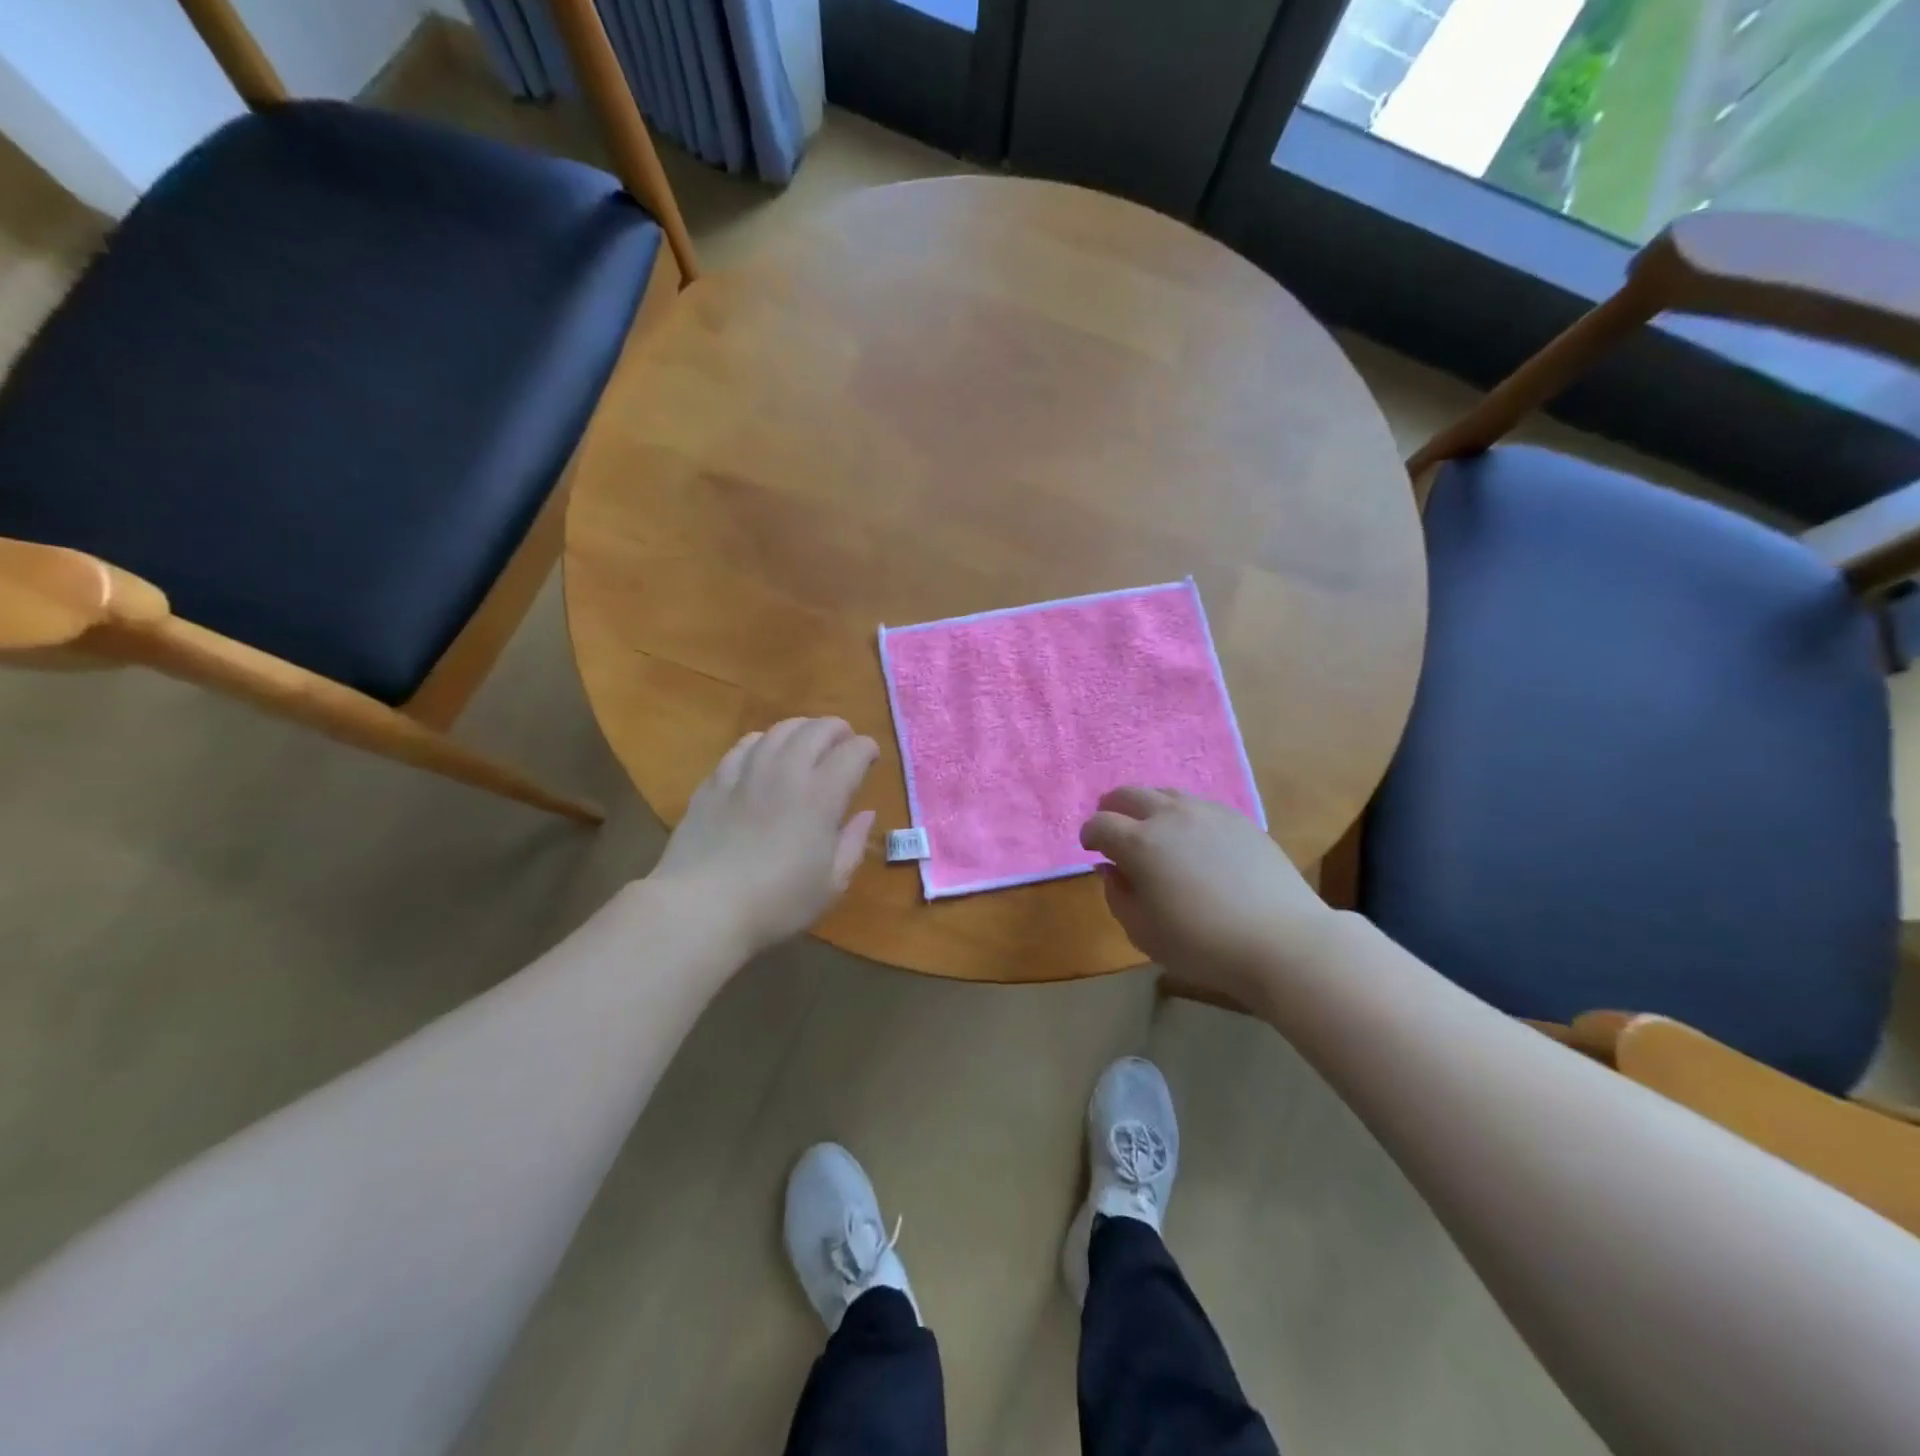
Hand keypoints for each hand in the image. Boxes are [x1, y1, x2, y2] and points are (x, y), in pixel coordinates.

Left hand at [652, 718, 877, 956]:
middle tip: (844, 740)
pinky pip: (743, 746)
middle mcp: (786, 773)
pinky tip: (762, 750)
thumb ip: (853, 844)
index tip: (871, 757)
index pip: (853, 753)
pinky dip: (762, 741)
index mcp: (821, 797)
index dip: (867, 749)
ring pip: (778, 731)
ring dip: (801, 728)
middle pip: (816, 730)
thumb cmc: (776, 903)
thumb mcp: (831, 884)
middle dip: (837, 729)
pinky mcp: (715, 782)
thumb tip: (866, 814)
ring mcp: (746, 773)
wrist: (701, 907)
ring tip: (807, 739)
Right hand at [1080, 788, 1336, 1004]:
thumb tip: (1111, 869)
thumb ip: (1117, 895)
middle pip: (1128, 794)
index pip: (1100, 824)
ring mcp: (1208, 812)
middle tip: (1111, 827)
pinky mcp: (1239, 819)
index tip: (1091, 850)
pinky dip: (1181, 813)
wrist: (1282, 941)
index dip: (1089, 835)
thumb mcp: (1143, 932)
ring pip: (1165, 792)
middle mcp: (1170, 816)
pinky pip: (1198, 804)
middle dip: (1112, 808)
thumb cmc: (1203, 944)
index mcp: (1140, 843)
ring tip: (1149, 827)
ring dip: (1147, 806)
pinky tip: (1190, 836)